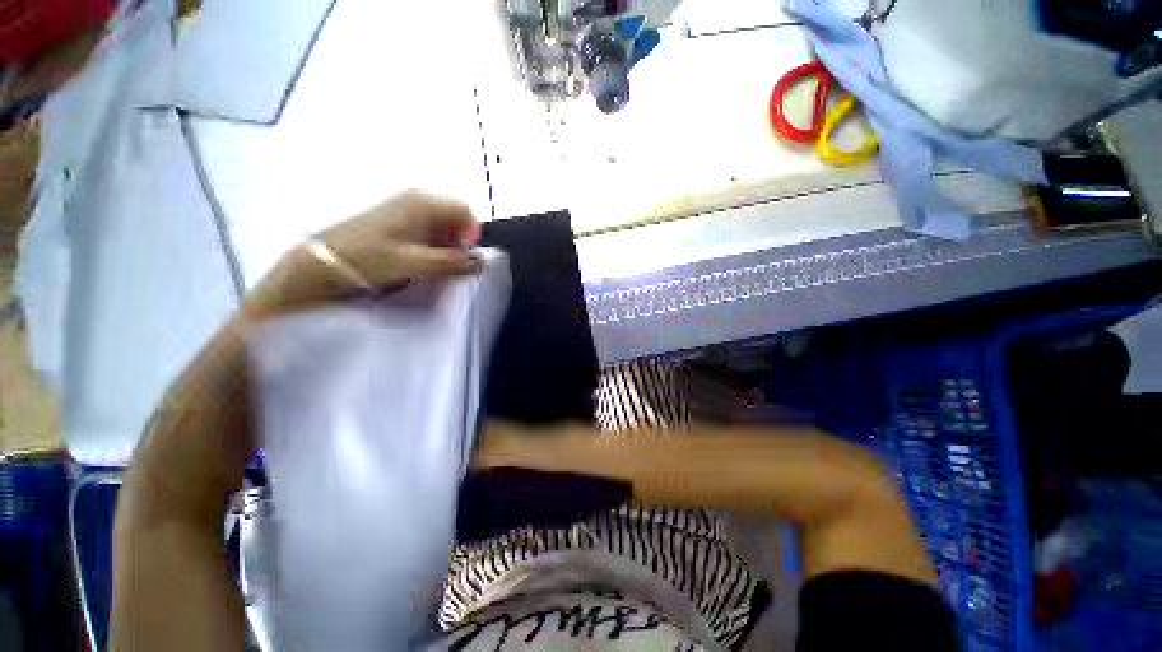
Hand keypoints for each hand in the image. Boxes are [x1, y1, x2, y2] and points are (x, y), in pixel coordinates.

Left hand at [247, 191, 481, 317]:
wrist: (324, 263)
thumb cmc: (368, 258)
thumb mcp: (414, 263)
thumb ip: (451, 263)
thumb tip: (480, 263)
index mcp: (421, 203)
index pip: (464, 210)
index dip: (472, 233)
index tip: (466, 256)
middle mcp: (415, 201)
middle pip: (454, 218)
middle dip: (459, 242)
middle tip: (450, 265)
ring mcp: (405, 211)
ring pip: (443, 226)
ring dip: (447, 247)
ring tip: (434, 267)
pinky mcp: (398, 223)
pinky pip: (428, 232)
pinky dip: (433, 247)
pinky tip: (422, 262)